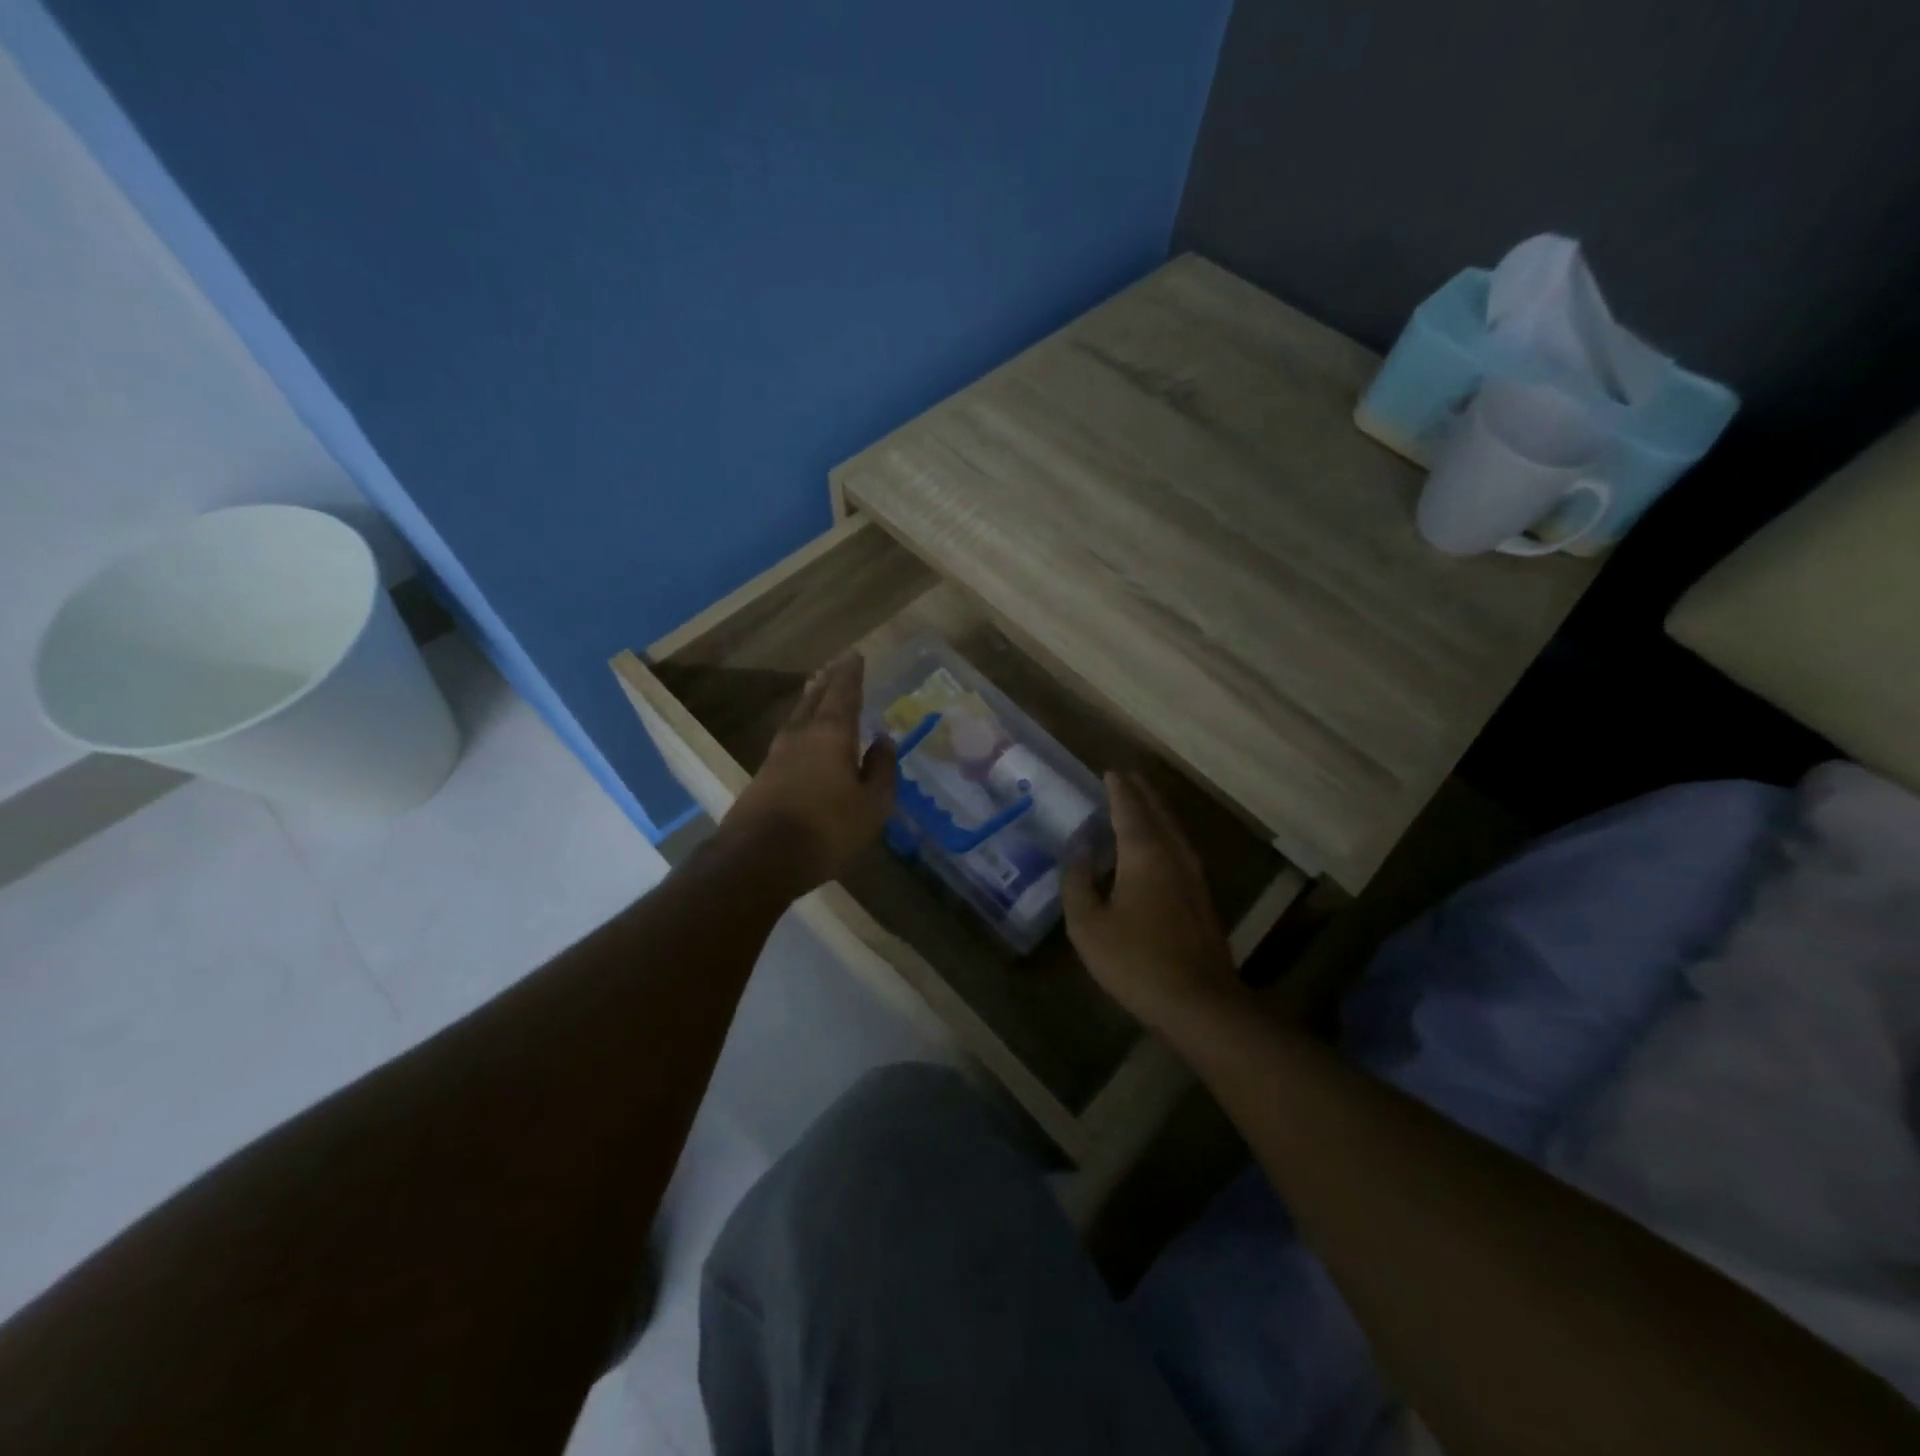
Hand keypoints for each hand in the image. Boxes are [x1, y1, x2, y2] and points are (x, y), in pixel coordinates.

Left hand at [720, 653, 896, 893]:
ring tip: (816, 690)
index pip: (844, 693)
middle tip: (835, 664)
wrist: (760, 858)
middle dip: (827, 681)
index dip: (851, 674)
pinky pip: (788, 739)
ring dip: (809, 700)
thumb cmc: (827, 829)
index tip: (855, 655)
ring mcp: (777, 756)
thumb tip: (884, 739)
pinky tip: (802, 736)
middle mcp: (801, 736)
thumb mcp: (871, 804)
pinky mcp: (763, 777)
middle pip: (815, 699)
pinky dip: (800, 727)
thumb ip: (881, 769)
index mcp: (831, 734)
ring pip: (797, 717)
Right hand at [1063, 772, 1238, 1032]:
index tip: (1109, 771)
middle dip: (1141, 793)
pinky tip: (1155, 847)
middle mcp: (1173, 855)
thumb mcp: (1088, 925)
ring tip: (1139, 802)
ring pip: (1173, 830)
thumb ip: (1078, 882)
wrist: (1199, 1003)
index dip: (1118, 789)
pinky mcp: (1201, 898)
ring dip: (1155, 812)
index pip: (1129, 808)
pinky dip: (1163, 835)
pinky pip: (1179, 849)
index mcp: (1145, 853)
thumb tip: (1078, 849)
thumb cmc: (1136, 960)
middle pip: (1158, 812)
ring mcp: (1193, 876)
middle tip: (1125, 777)